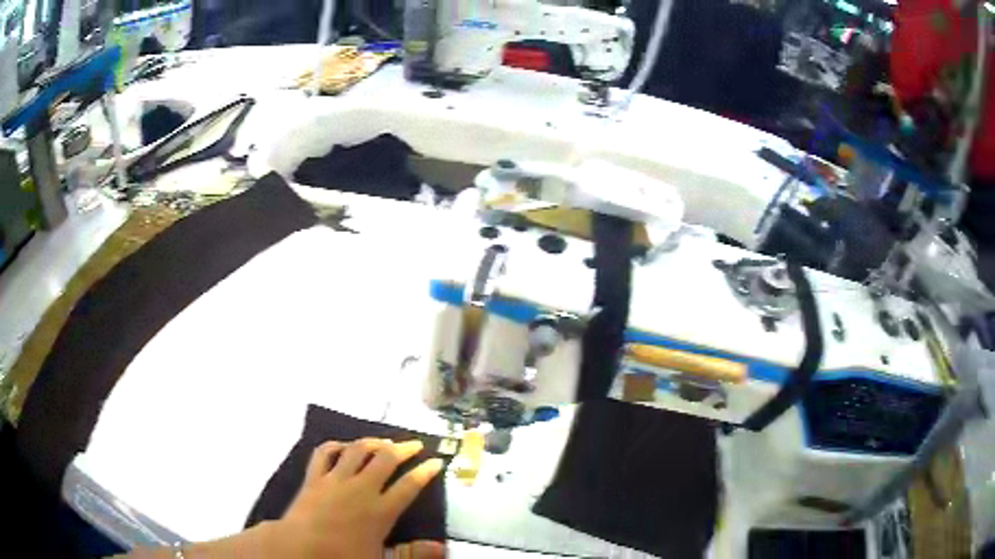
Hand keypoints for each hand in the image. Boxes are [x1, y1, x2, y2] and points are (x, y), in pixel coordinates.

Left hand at [268, 438, 444, 558]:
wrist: (298, 549)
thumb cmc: (342, 557)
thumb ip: (412, 553)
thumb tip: (442, 547)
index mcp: (380, 511)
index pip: (409, 486)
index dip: (426, 472)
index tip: (437, 461)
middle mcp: (361, 489)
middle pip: (386, 459)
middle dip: (404, 449)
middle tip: (415, 444)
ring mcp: (335, 480)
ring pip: (357, 450)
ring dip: (373, 442)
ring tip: (384, 441)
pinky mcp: (314, 478)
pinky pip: (325, 453)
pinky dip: (336, 445)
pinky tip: (343, 446)